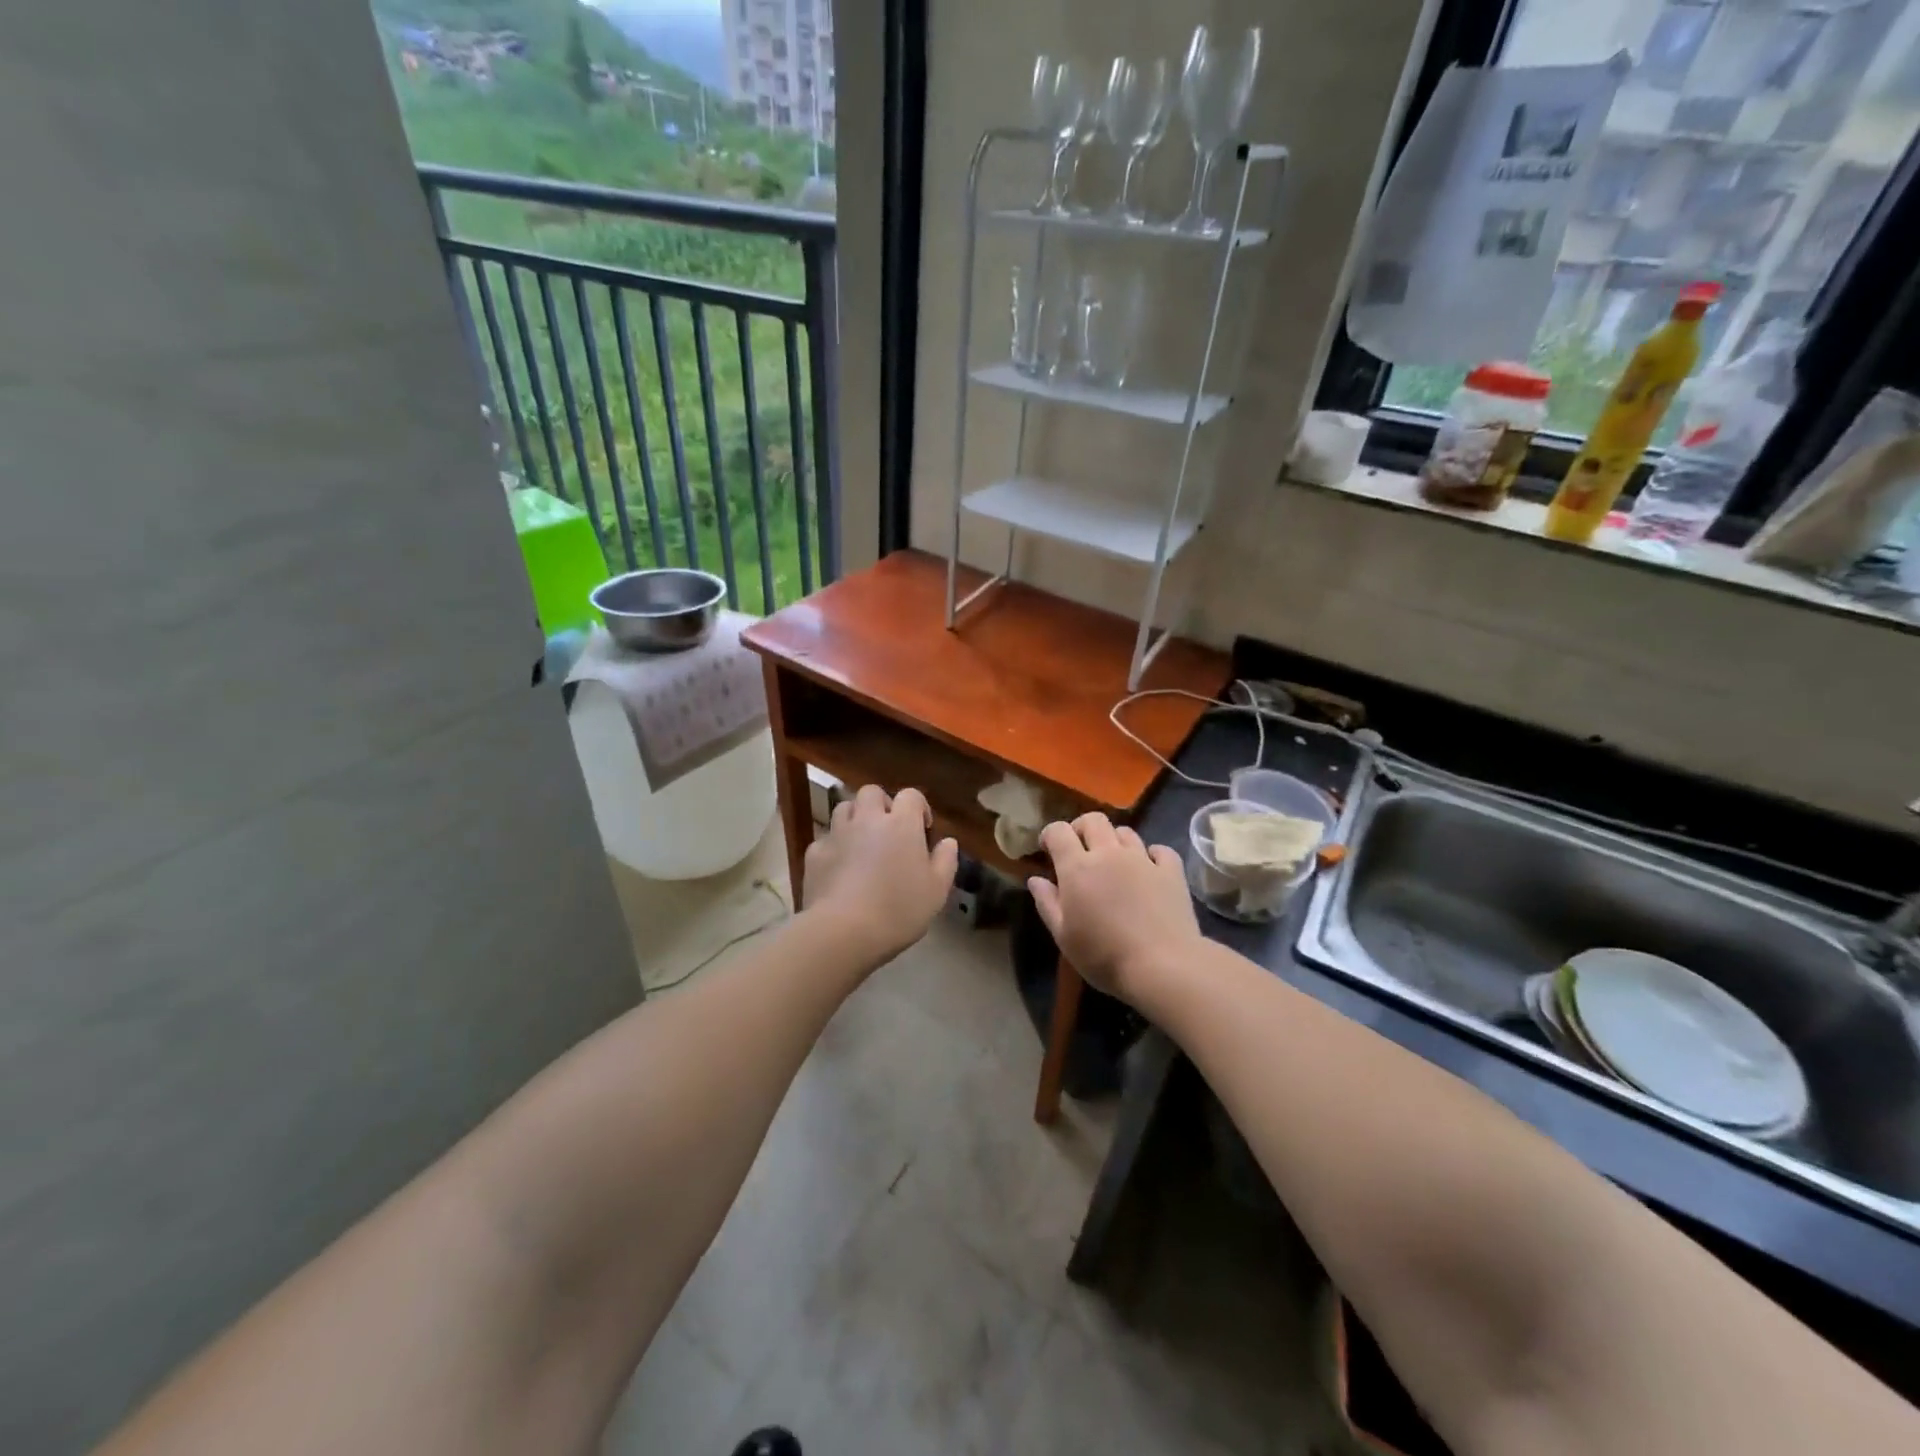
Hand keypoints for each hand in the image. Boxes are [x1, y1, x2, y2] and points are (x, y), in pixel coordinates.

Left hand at [803, 784, 958, 967]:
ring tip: (862, 843)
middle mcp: (867, 819)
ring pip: (844, 808)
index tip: (922, 830)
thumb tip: (948, 841)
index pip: (911, 796)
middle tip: (889, 830)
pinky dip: (834, 846)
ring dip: (855, 818)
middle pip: (871, 792)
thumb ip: (945, 861)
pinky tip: (839, 869)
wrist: (843, 931)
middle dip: (881, 804)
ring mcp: (837, 834)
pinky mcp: (814, 853)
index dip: (918, 807)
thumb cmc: (898, 910)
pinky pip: (826, 839)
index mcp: (901, 824)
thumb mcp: (936, 891)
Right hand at [1029, 813, 1200, 1004]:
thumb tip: (1035, 879)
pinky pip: (1159, 850)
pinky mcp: (1171, 871)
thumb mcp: (1063, 936)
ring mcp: (1143, 860)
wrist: (1162, 966)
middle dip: (1081, 828)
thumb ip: (1047, 903)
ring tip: (1113, 862)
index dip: (1050, 834)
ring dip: (1114, 841)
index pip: (1058, 831)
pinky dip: (1151, 855)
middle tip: (1079, 849)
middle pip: (1094, 820)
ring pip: (1126, 832)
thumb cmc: (1104, 956)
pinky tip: (1149, 869)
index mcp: (1078, 867)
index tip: (1047, 849)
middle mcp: (1109, 854)